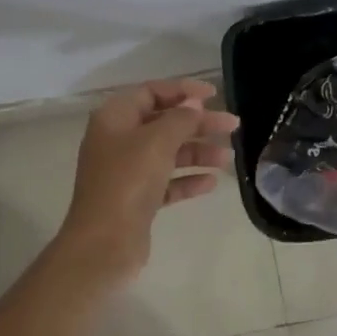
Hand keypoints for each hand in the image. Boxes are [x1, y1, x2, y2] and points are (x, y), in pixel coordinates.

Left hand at [59, 78, 238, 280]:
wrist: (104, 245)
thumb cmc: (127, 182)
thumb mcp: (157, 141)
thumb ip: (180, 119)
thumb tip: (193, 104)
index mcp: (114, 119)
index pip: (151, 92)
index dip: (182, 90)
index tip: (213, 95)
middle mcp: (118, 141)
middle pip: (163, 123)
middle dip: (198, 124)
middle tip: (232, 126)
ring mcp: (126, 172)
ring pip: (168, 153)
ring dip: (198, 152)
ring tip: (227, 159)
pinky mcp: (136, 200)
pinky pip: (166, 182)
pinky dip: (187, 179)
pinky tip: (211, 183)